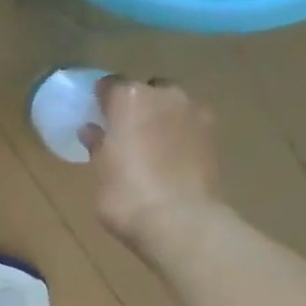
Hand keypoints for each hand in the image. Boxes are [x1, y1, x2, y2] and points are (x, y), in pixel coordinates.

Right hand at [84, 77, 224, 256]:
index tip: (95, 115)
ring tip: (150, 147)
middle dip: (136, 106)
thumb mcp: (101, 172)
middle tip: (124, 133)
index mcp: (130, 98)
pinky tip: (171, 158)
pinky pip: (189, 125)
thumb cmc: (126, 195)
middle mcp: (165, 94)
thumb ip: (98, 145)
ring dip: (160, 119)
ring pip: (171, 106)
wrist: (179, 221)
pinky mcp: (213, 134)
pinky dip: (179, 135)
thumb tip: (92, 130)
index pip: (110, 85)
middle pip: (146, 91)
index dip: (101, 99)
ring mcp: (194, 112)